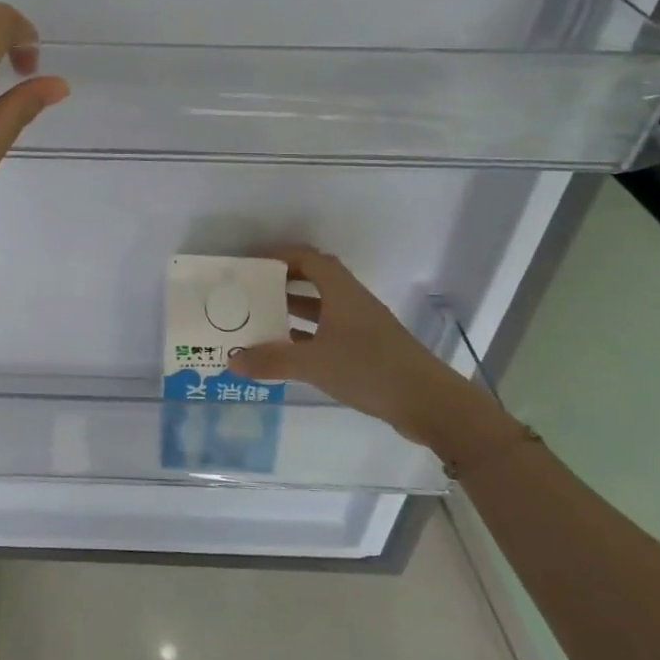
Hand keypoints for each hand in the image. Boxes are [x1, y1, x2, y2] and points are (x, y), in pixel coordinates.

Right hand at [232, 246, 519, 470]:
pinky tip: (285, 351)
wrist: (428, 403)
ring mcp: (361, 327)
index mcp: (341, 292)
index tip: (252, 264)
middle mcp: (352, 302)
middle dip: (282, 283)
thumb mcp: (314, 363)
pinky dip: (306, 336)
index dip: (280, 256)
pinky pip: (328, 332)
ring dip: (293, 310)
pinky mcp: (367, 350)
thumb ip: (271, 360)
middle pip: (314, 280)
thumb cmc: (370, 369)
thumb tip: (231, 360)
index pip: (308, 259)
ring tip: (259, 318)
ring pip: (321, 308)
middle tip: (250, 292)